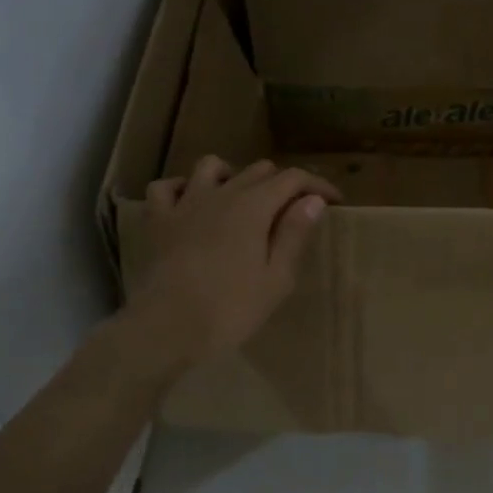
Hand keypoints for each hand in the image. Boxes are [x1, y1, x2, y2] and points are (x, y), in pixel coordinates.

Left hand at [125, 156, 341, 373]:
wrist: (166, 327)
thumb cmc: (230, 308)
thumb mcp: (276, 278)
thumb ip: (293, 234)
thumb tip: (313, 200)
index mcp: (254, 206)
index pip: (293, 179)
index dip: (317, 186)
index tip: (334, 201)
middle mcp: (222, 194)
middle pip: (258, 170)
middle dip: (282, 183)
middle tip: (293, 210)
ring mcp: (185, 203)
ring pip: (211, 166)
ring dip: (232, 175)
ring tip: (241, 198)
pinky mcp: (158, 220)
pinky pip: (166, 187)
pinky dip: (181, 188)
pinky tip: (190, 202)